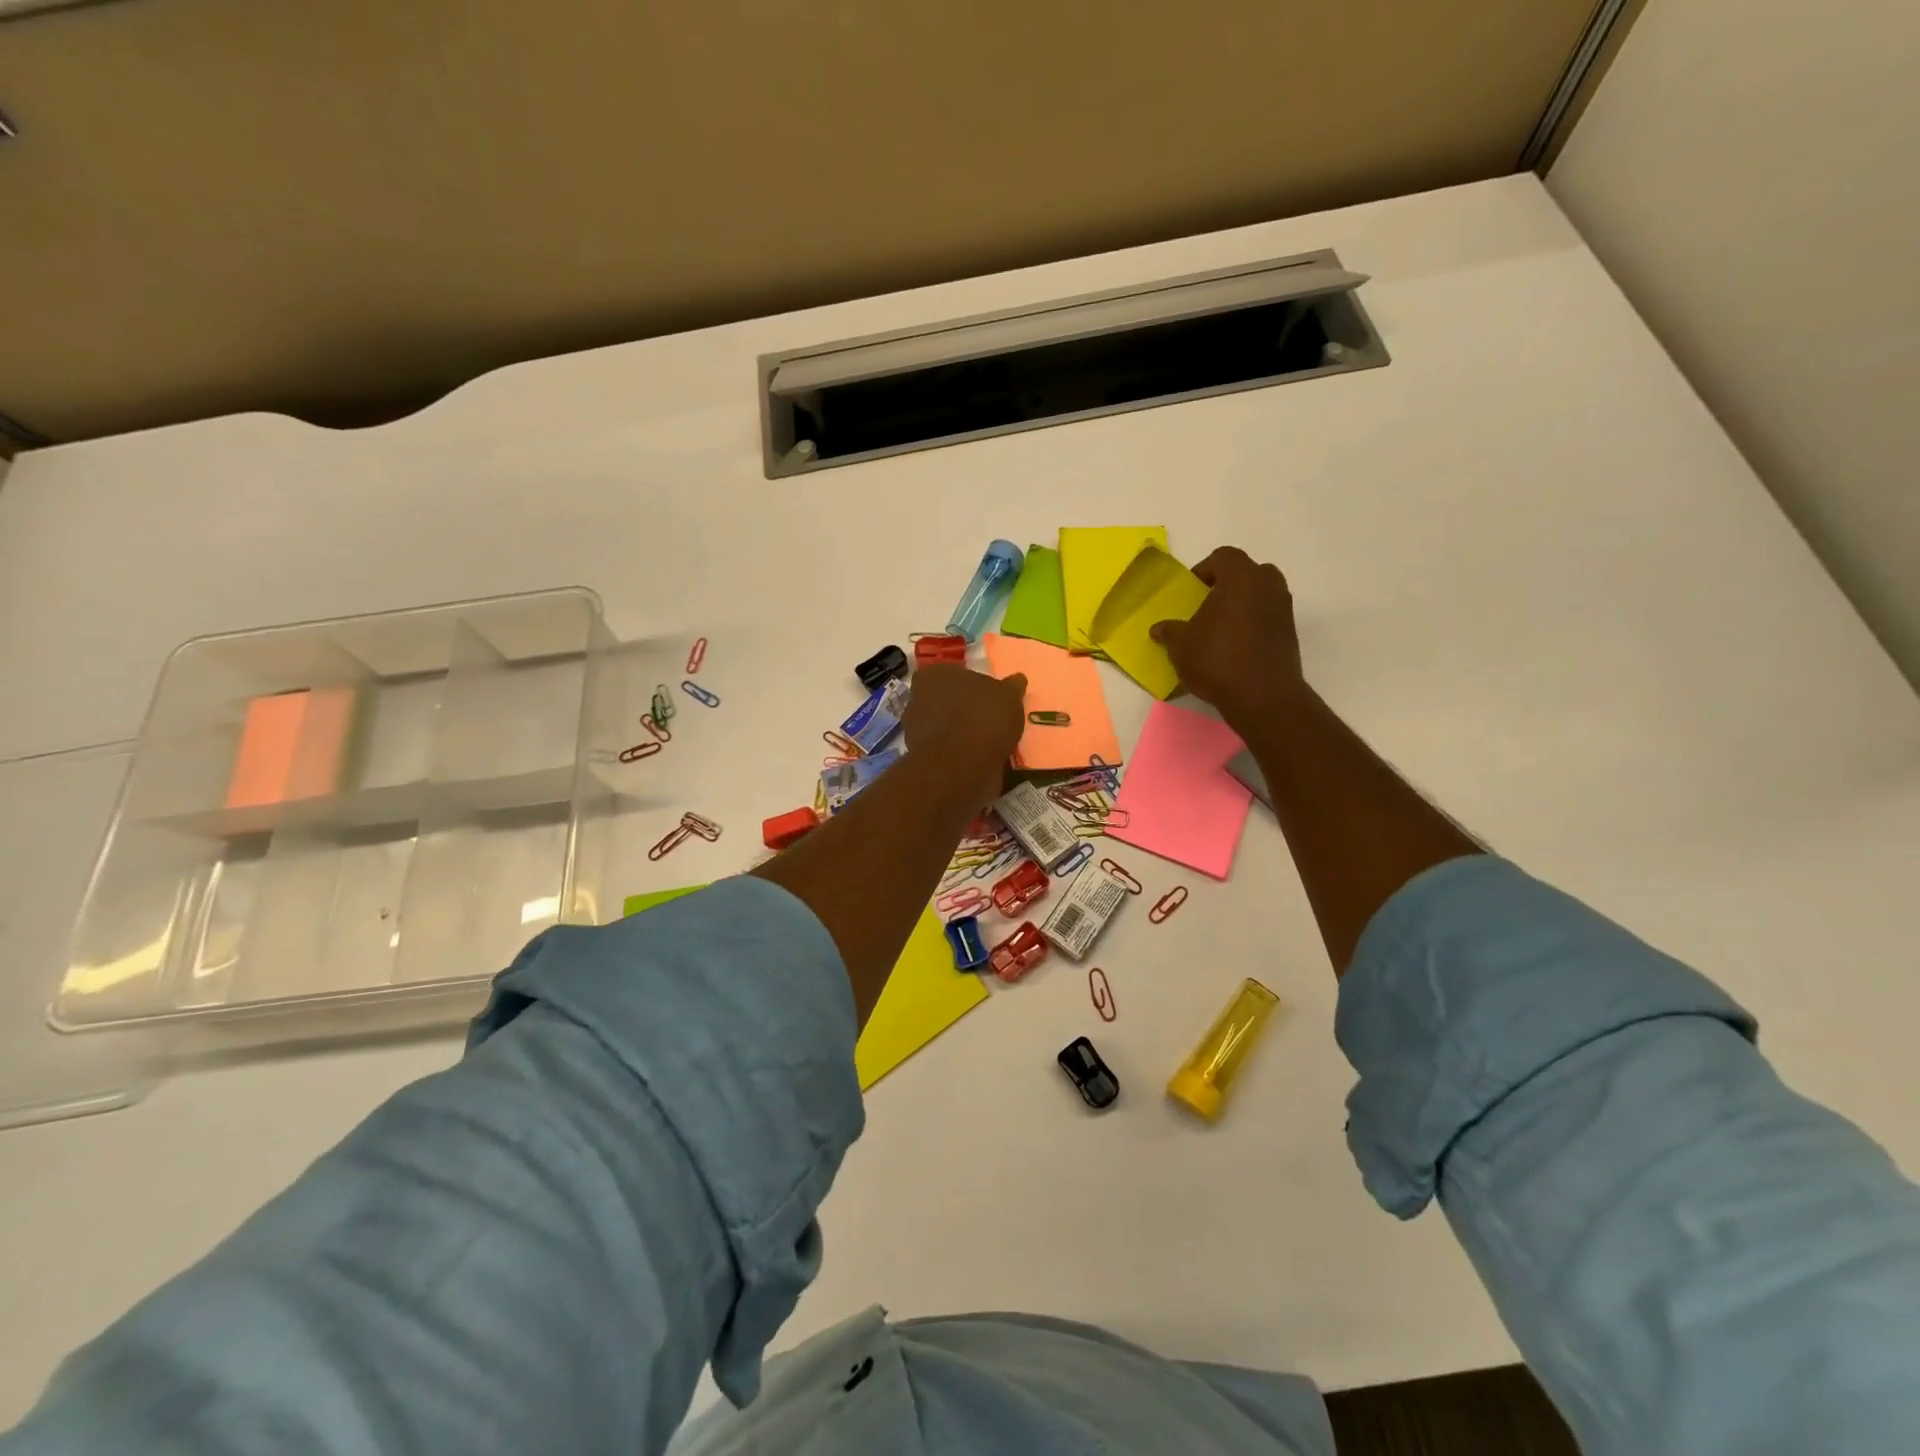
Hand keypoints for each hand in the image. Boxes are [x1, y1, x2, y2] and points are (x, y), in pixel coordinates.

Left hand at [903, 664, 1027, 803]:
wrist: (961, 764)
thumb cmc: (983, 717)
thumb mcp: (1009, 695)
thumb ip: (1012, 686)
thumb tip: (1017, 679)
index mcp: (934, 674)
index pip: (951, 674)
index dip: (970, 685)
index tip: (987, 696)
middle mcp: (917, 698)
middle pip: (944, 700)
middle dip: (962, 708)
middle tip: (988, 718)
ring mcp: (914, 730)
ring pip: (942, 726)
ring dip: (959, 732)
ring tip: (987, 742)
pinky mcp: (920, 757)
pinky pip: (945, 750)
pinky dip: (958, 753)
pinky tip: (978, 758)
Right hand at [1151, 547, 1306, 731]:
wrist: (1263, 697)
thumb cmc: (1217, 660)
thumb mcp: (1181, 646)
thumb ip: (1170, 632)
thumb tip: (1159, 629)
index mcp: (1240, 577)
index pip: (1222, 557)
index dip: (1203, 570)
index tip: (1191, 592)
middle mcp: (1268, 585)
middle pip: (1246, 572)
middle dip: (1227, 584)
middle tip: (1207, 606)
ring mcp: (1284, 608)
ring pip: (1260, 594)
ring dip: (1242, 604)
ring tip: (1220, 629)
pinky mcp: (1291, 632)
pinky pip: (1268, 616)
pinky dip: (1253, 623)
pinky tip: (1236, 647)